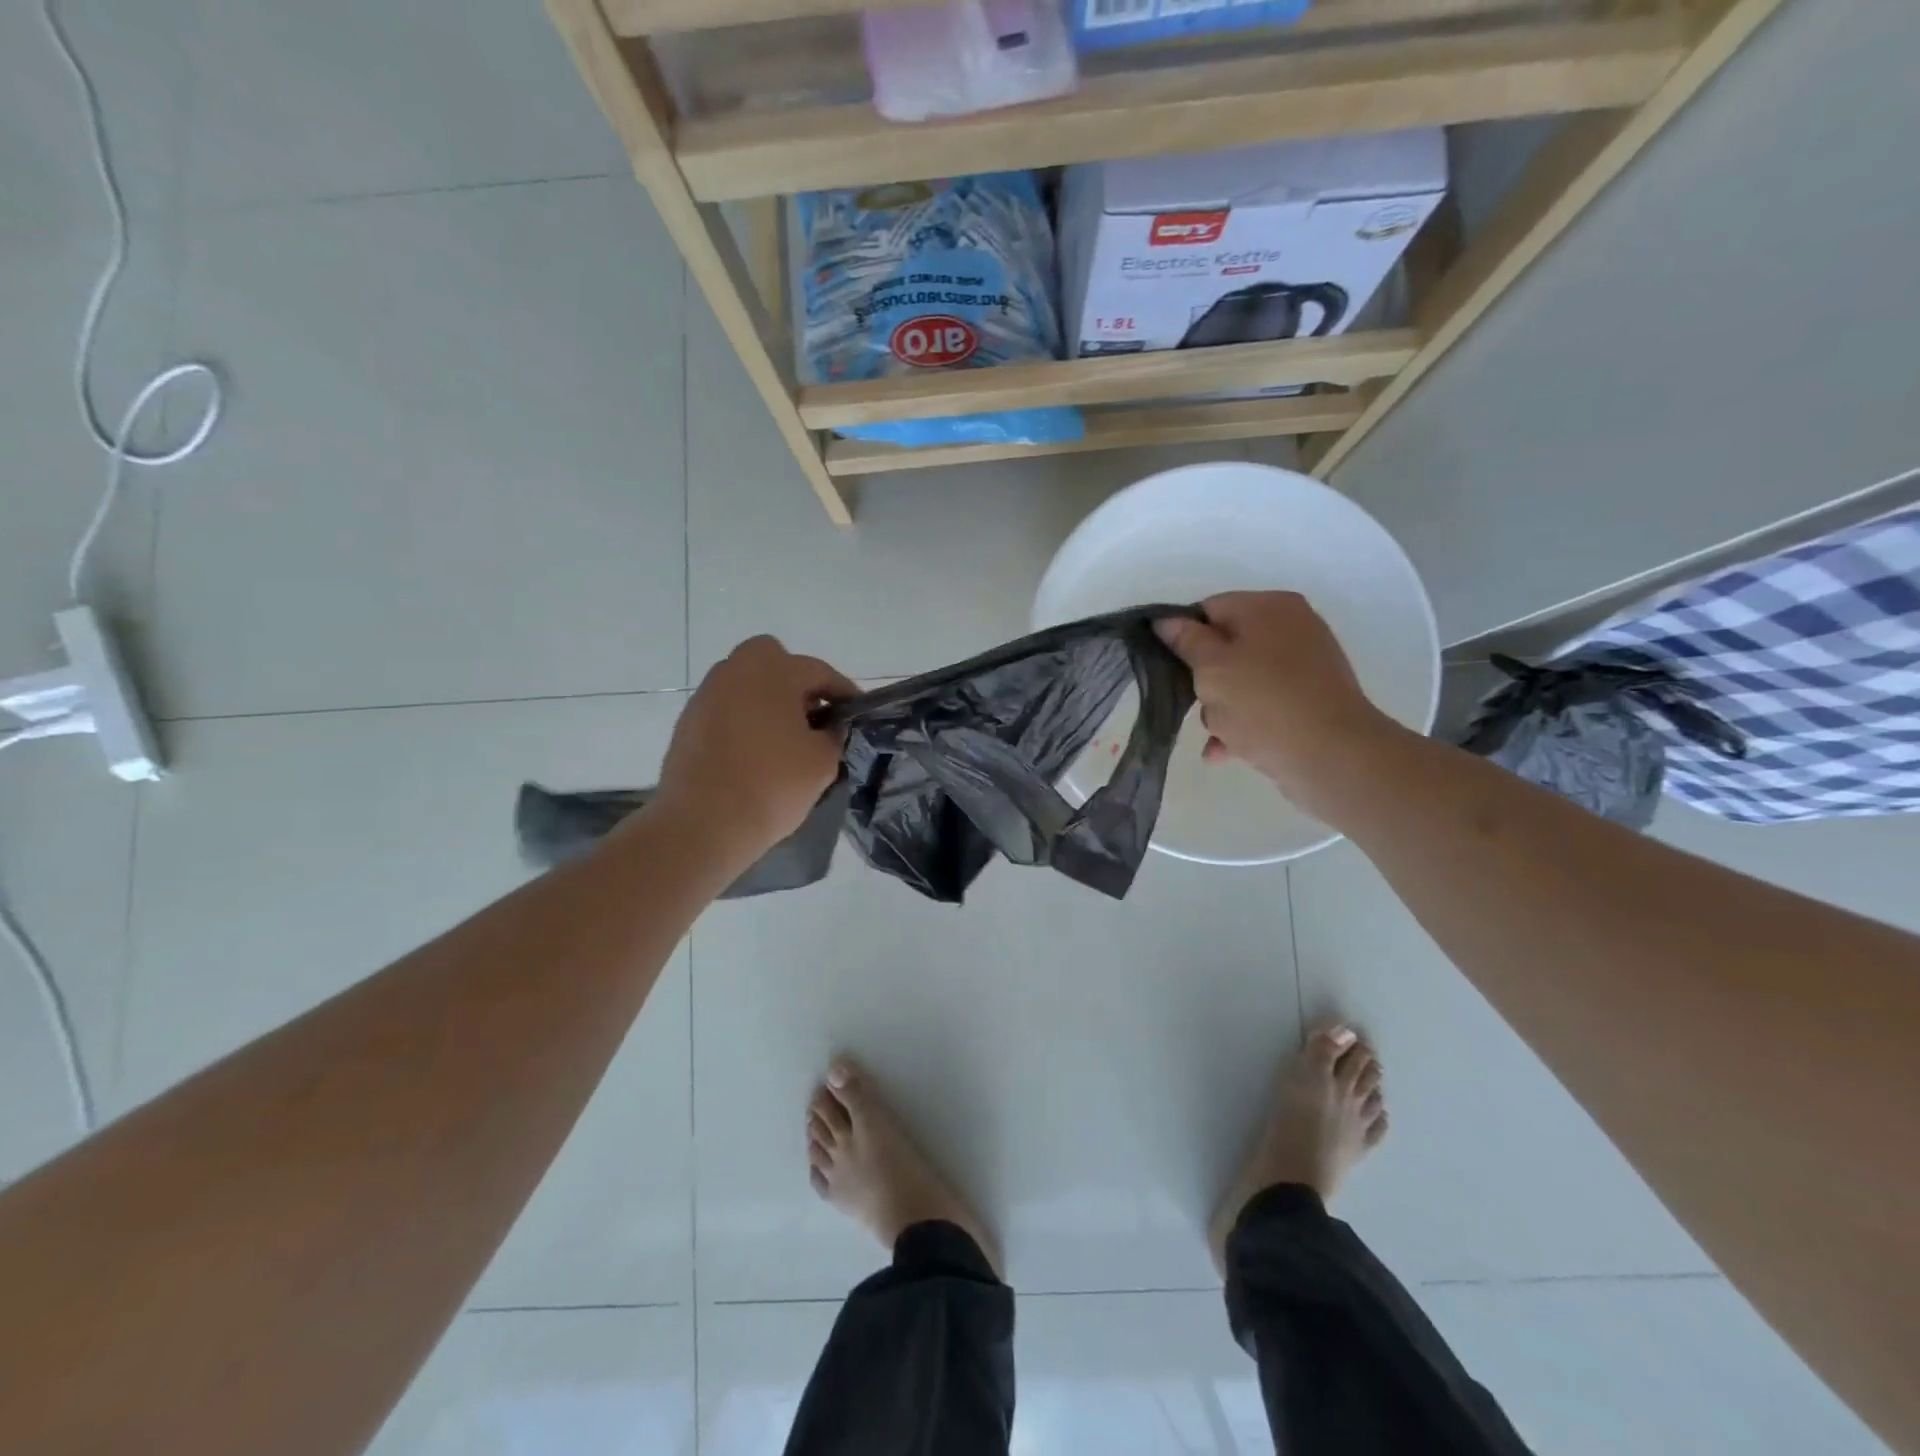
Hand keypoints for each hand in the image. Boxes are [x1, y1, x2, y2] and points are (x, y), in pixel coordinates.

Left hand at [651, 636, 855, 860]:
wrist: (702, 823)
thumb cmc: (772, 785)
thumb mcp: (822, 761)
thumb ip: (832, 735)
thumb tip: (827, 727)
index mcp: (773, 671)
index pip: (819, 671)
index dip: (843, 691)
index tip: (856, 711)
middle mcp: (735, 671)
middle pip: (772, 660)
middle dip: (795, 680)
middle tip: (812, 714)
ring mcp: (706, 695)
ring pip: (745, 683)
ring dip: (767, 700)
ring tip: (785, 736)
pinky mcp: (688, 722)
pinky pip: (726, 708)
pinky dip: (743, 720)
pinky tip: (755, 752)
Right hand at [1155, 592, 1396, 818]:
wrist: (1331, 756)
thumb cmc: (1263, 703)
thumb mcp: (1212, 668)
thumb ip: (1186, 641)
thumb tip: (1166, 621)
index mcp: (1269, 607)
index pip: (1210, 608)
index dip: (1184, 636)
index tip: (1169, 666)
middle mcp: (1291, 628)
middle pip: (1226, 647)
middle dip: (1204, 679)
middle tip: (1196, 703)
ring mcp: (1304, 666)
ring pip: (1242, 680)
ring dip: (1221, 708)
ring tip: (1218, 734)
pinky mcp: (1310, 701)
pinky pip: (1263, 705)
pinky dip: (1243, 724)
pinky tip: (1224, 752)